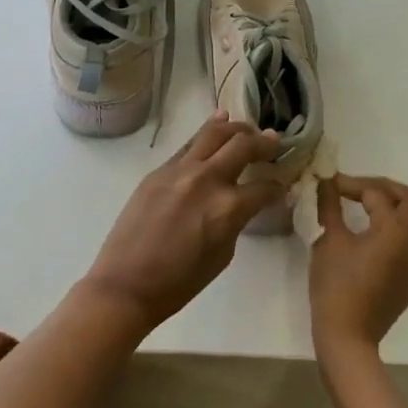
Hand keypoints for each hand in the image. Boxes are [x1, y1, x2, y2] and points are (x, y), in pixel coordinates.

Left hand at [80, 112, 286, 336]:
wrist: (125, 284)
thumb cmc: (179, 283)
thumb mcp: (222, 255)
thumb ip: (237, 221)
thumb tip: (246, 204)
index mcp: (228, 208)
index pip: (265, 187)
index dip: (279, 187)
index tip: (282, 187)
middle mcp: (207, 179)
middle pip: (244, 145)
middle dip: (265, 143)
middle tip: (274, 143)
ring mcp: (180, 170)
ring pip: (215, 133)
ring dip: (237, 128)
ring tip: (249, 129)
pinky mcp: (159, 170)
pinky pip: (189, 144)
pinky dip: (208, 131)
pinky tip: (218, 122)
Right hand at [309, 175, 407, 364]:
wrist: (349, 335)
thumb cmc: (337, 285)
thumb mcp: (328, 240)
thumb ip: (329, 206)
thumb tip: (325, 182)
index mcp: (396, 229)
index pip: (376, 194)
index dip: (350, 185)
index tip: (329, 184)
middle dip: (387, 190)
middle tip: (360, 191)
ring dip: (407, 211)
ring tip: (381, 212)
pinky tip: (384, 240)